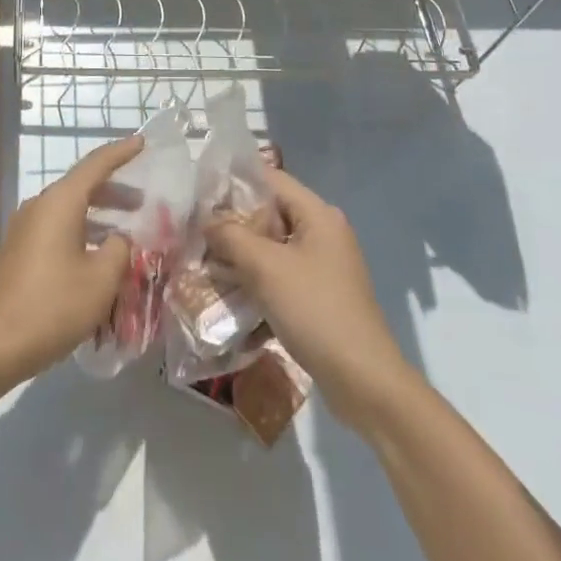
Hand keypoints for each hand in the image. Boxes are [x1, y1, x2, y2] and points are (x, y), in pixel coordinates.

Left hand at [0, 134, 141, 386]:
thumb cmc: (53, 306)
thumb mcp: (101, 279)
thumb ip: (119, 250)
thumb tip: (118, 239)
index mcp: (59, 202)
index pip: (96, 165)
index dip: (121, 152)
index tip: (142, 141)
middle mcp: (39, 206)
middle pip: (81, 186)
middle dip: (113, 190)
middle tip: (142, 201)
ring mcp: (23, 228)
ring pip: (67, 209)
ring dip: (97, 215)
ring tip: (124, 232)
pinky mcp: (17, 251)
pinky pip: (55, 228)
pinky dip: (79, 231)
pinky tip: (94, 256)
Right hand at [206, 169, 413, 426]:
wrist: (363, 381)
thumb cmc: (315, 311)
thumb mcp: (265, 268)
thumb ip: (231, 236)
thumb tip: (207, 221)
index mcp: (318, 214)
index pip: (270, 179)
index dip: (235, 183)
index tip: (201, 197)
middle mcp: (323, 233)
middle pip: (270, 214)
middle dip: (234, 226)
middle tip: (198, 236)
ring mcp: (324, 266)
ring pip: (273, 249)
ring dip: (242, 258)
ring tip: (206, 267)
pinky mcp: (320, 296)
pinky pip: (282, 277)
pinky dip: (258, 283)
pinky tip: (230, 299)